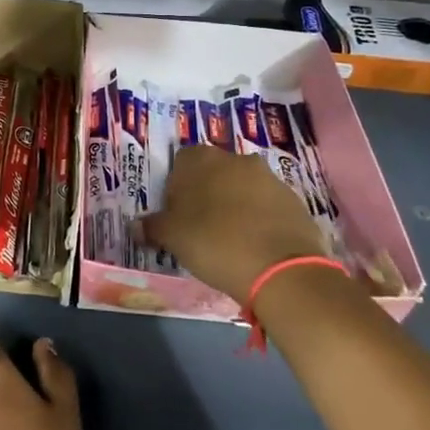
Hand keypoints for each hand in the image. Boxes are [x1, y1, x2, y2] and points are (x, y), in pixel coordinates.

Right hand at [137, 145, 329, 305]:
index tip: (176, 214)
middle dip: (206, 194)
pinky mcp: (293, 200)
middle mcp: (235, 159)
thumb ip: (152, 227)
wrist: (281, 270)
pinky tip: (254, 245)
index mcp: (201, 159)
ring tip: (229, 238)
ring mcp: (269, 178)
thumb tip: (136, 226)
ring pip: (242, 187)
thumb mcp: (172, 238)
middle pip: (213, 172)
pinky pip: (267, 205)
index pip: (180, 163)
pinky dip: (259, 219)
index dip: (176, 188)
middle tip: (200, 226)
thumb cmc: (214, 243)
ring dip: (234, 205)